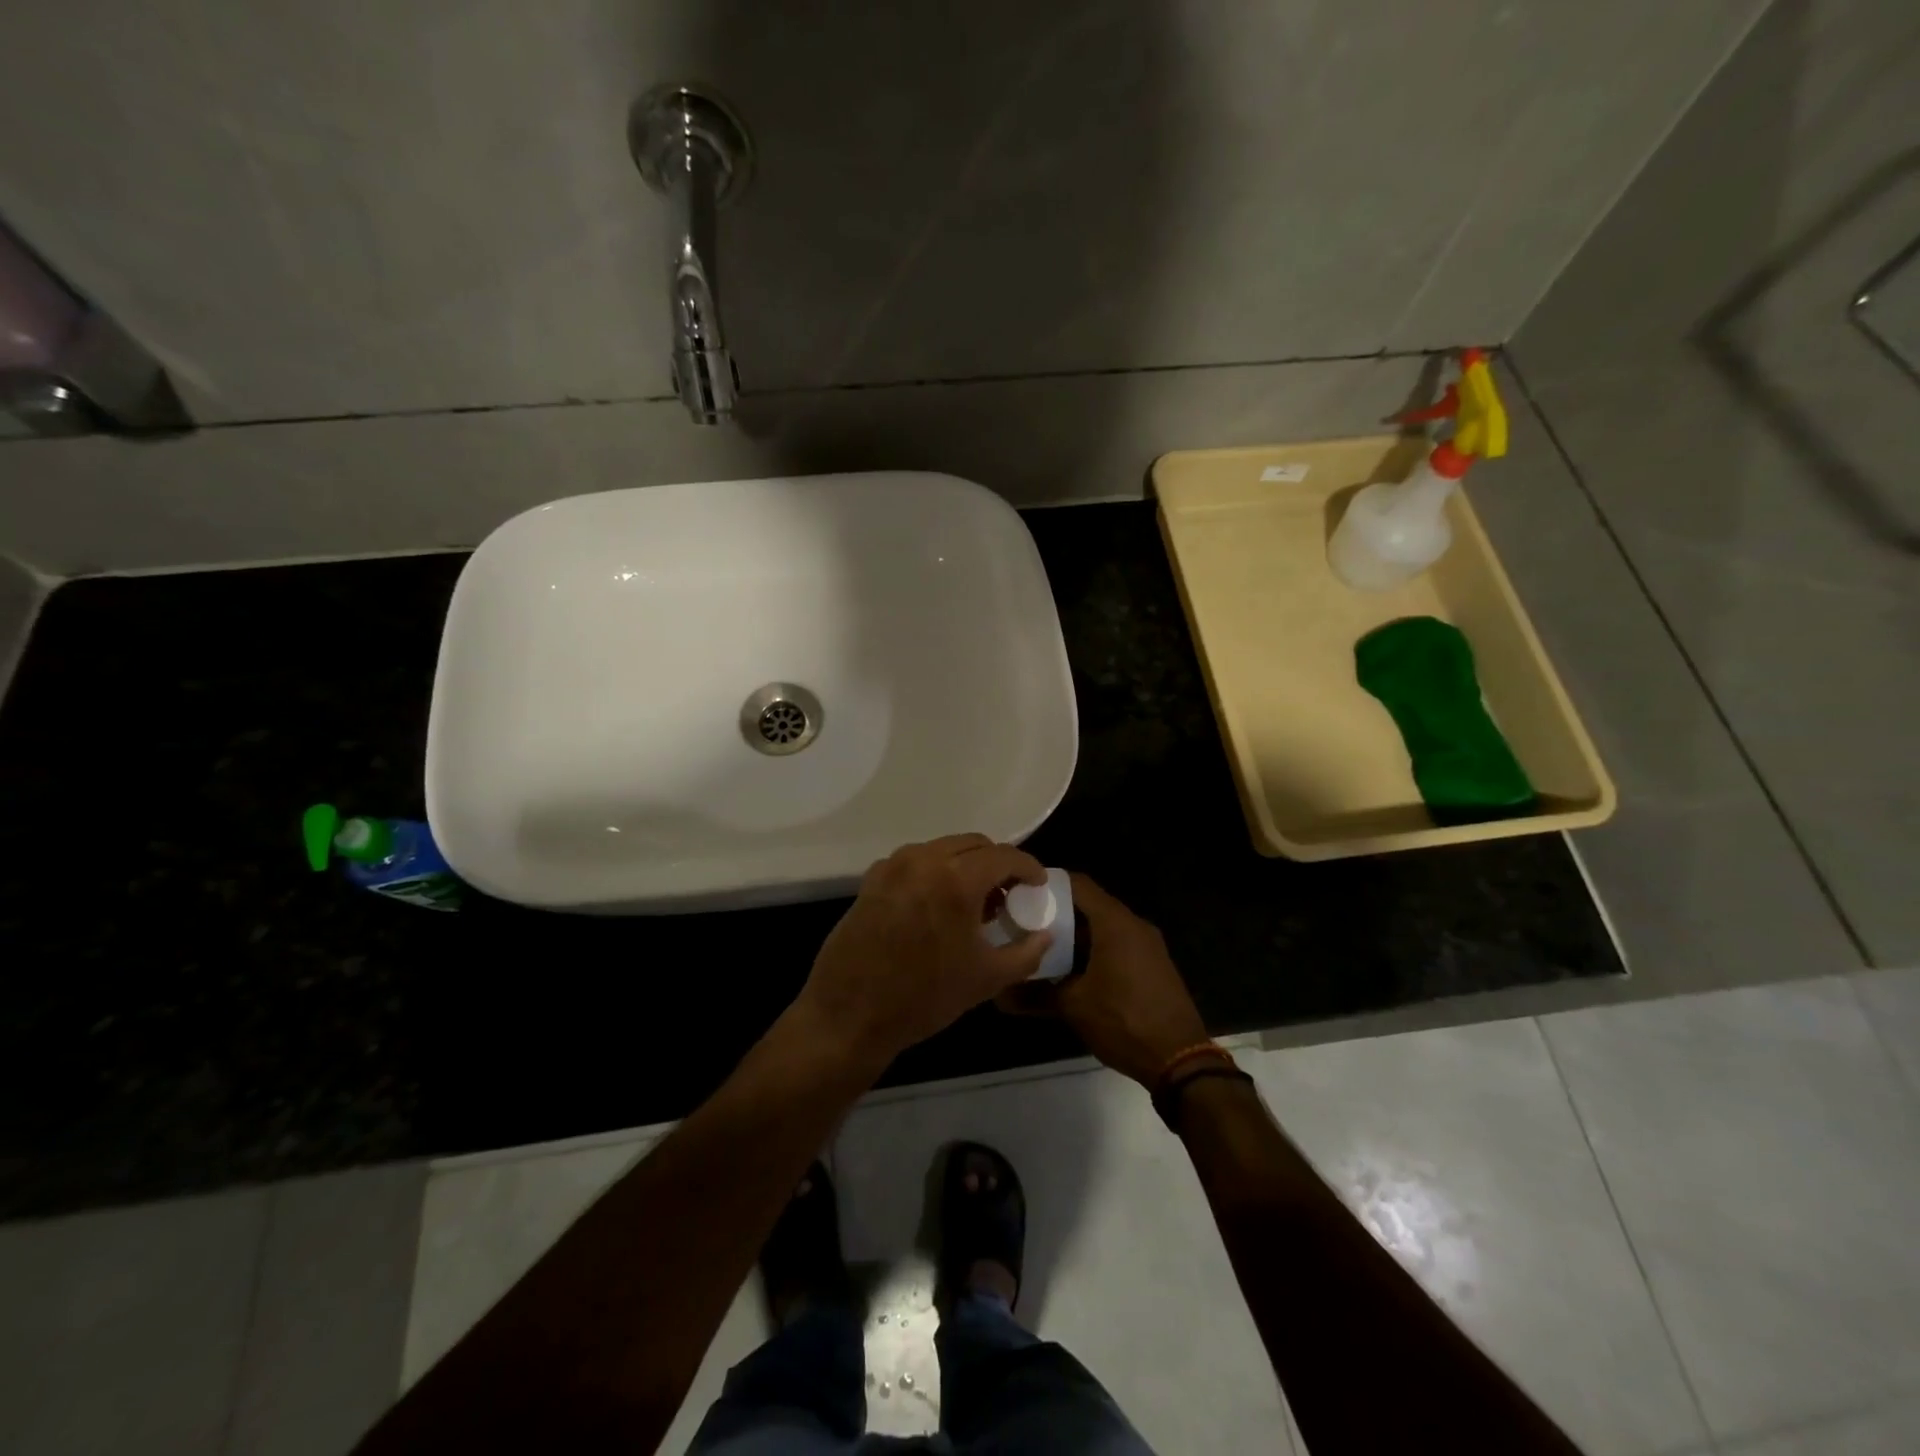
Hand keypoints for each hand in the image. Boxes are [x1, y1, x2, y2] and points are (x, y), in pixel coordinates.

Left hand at [795, 835, 1052, 1070]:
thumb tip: (1045, 934)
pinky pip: (915, 862)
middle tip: (1008, 893)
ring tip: (974, 901)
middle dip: (997, 863)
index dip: (1028, 867)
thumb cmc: (924, 997)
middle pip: (973, 844)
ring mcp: (893, 866)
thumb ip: (1026, 952)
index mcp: (956, 879)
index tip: (1037, 884)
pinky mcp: (871, 879)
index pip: (1004, 856)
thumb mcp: (986, 980)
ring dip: (965, 865)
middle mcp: (924, 860)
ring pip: (942, 849)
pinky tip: (938, 906)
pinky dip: (935, 872)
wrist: (849, 1014)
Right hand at [1003, 873, 1207, 1086]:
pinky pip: (1118, 944)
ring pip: (1103, 926)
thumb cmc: (1123, 1021)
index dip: (1048, 885)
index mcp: (1115, 922)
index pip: (1077, 884)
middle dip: (1058, 913)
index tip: (1021, 894)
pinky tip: (1071, 970)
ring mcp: (1147, 945)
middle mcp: (1133, 925)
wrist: (1179, 1060)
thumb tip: (1000, 994)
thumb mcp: (1074, 1006)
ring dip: (1075, 935)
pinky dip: (1094, 949)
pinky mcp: (1153, 965)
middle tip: (1025, 923)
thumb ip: (1035, 993)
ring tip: (1042, 947)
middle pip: (1090, 905)